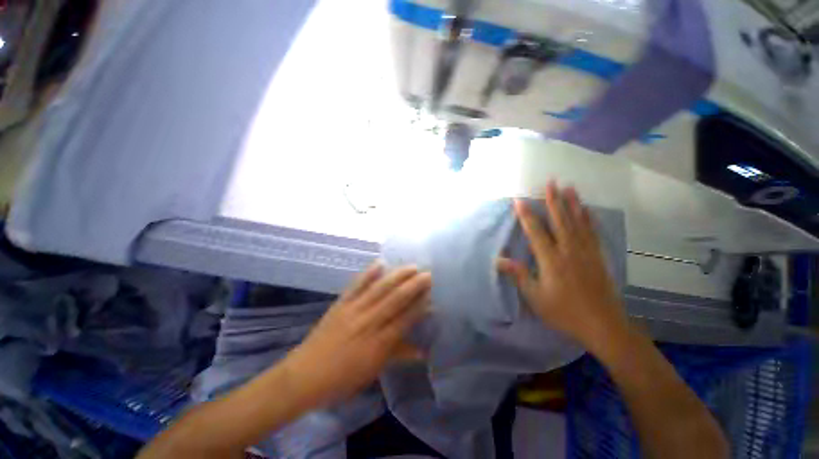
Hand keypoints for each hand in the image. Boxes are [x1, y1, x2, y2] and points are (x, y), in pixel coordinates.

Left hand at [281, 264, 430, 406]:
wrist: (304, 375)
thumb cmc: (342, 379)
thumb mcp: (373, 371)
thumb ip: (398, 355)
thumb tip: (423, 351)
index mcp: (378, 343)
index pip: (405, 319)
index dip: (420, 306)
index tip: (432, 295)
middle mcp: (369, 322)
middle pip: (395, 300)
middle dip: (414, 286)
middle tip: (428, 274)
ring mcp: (353, 310)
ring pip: (379, 289)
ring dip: (397, 276)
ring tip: (411, 266)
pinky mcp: (340, 304)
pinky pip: (356, 286)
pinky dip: (368, 273)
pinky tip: (379, 263)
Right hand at [497, 182, 628, 351]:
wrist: (603, 325)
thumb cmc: (564, 311)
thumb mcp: (535, 297)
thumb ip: (518, 275)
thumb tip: (498, 260)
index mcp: (551, 260)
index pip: (535, 232)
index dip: (526, 216)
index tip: (519, 201)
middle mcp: (569, 250)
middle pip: (560, 221)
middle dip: (553, 200)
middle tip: (550, 182)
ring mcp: (586, 252)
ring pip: (578, 222)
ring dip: (572, 204)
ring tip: (569, 187)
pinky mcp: (598, 257)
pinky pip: (592, 233)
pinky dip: (589, 219)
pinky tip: (587, 210)